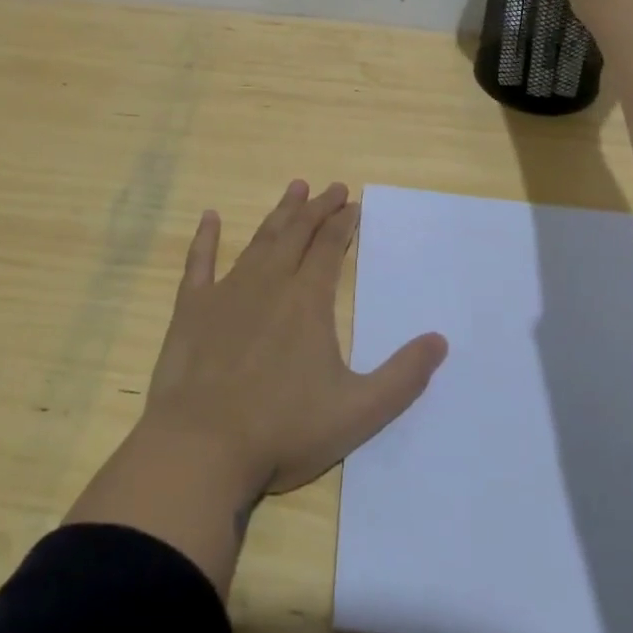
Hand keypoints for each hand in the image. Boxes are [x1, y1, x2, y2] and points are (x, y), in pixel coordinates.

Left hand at [144, 180, 448, 496]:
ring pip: (259, 240)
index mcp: (308, 301)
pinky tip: (209, 217)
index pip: (330, 248)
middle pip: (297, 234)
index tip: (353, 203)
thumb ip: (403, 377)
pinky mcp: (192, 308)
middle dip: (317, 208)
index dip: (343, 223)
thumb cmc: (283, 430)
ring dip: (279, 213)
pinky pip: (199, 262)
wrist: (202, 446)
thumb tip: (440, 340)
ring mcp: (227, 292)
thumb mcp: (358, 412)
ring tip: (294, 188)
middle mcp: (269, 283)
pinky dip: (205, 238)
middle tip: (332, 187)